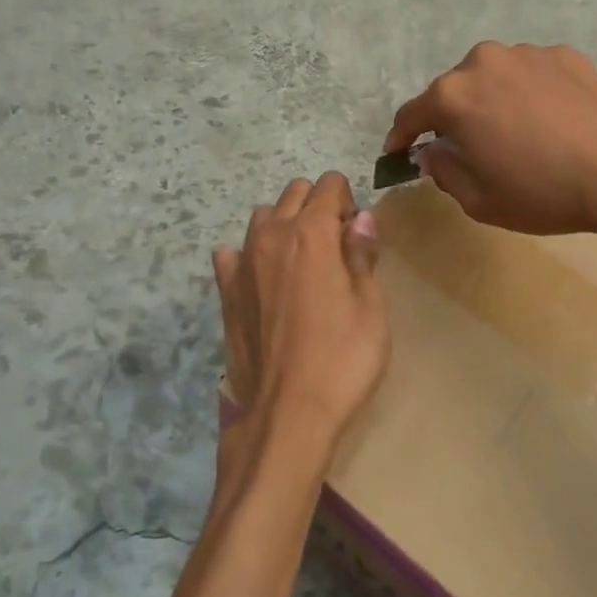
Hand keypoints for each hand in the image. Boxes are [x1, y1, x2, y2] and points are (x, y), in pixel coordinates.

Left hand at [213, 172, 388, 457]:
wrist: (288, 411)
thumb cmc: (342, 358)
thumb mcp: (370, 307)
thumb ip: (362, 255)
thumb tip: (360, 219)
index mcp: (312, 233)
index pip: (330, 184)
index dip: (348, 202)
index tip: (356, 236)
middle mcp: (272, 235)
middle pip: (295, 192)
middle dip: (317, 206)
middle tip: (334, 248)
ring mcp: (242, 262)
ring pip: (263, 217)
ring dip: (284, 226)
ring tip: (300, 264)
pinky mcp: (225, 291)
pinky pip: (232, 254)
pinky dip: (249, 256)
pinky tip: (263, 281)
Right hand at [385, 42, 596, 237]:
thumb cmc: (542, 191)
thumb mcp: (480, 200)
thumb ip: (444, 171)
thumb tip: (432, 152)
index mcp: (453, 96)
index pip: (411, 114)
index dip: (401, 137)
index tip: (399, 152)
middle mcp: (483, 62)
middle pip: (454, 90)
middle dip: (452, 116)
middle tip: (466, 145)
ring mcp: (526, 53)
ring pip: (493, 77)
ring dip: (492, 100)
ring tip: (514, 130)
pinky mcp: (564, 54)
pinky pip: (531, 74)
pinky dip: (529, 92)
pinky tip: (550, 119)